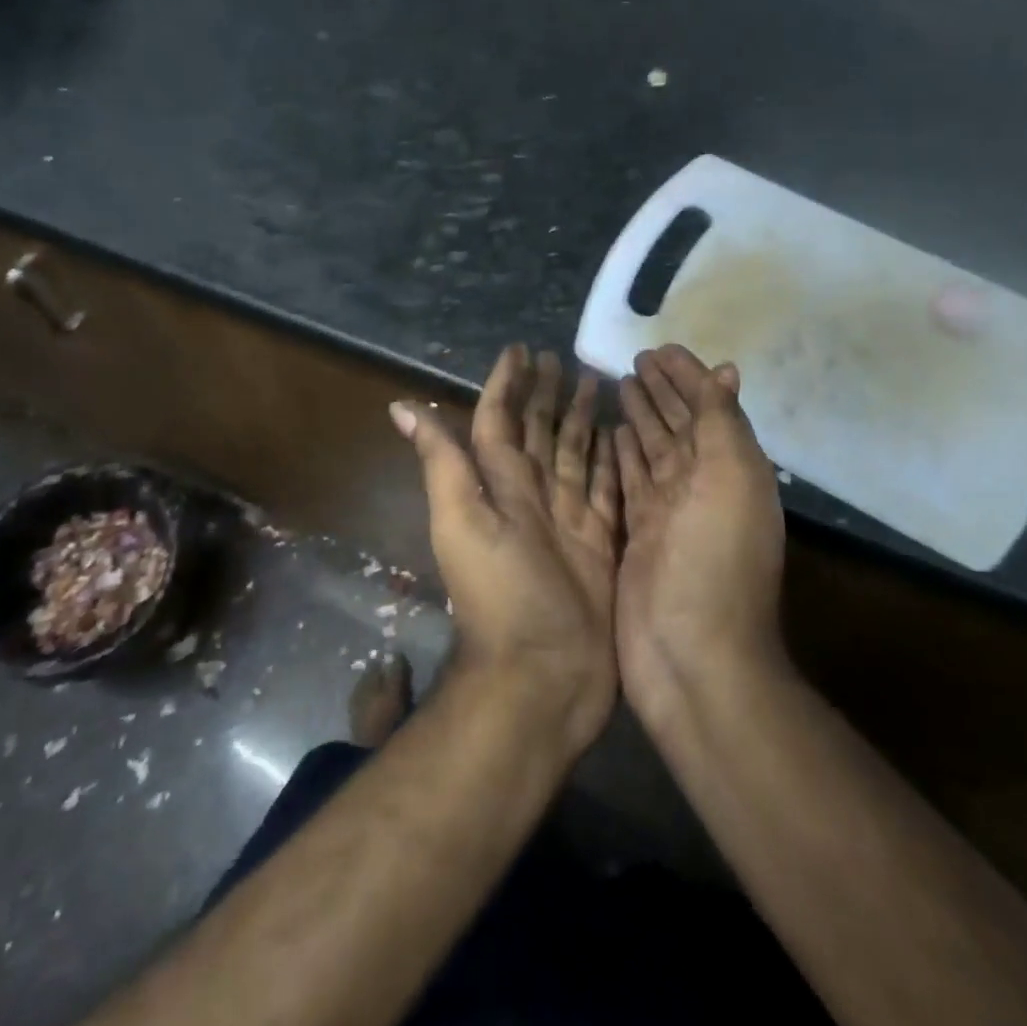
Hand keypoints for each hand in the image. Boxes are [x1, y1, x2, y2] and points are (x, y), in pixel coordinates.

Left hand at [391, 345, 620, 762]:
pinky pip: (608, 488)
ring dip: (582, 420)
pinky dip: (614, 461)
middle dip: (548, 395)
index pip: (501, 421)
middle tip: (563, 359)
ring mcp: (570, 519)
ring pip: (576, 454)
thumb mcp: (462, 522)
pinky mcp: (602, 542)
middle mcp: (534, 496)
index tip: (521, 349)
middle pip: (541, 432)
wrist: (543, 675)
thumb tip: (401, 407)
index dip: (508, 384)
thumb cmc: (501, 595)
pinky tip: (625, 436)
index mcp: (500, 486)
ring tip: (597, 383)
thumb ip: (441, 463)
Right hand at [616, 345, 787, 730]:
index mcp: (728, 469)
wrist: (691, 657)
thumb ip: (722, 424)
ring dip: (640, 418)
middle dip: (661, 391)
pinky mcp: (636, 537)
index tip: (659, 348)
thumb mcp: (730, 480)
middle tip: (633, 361)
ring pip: (652, 451)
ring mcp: (666, 514)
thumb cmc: (715, 561)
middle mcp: (699, 486)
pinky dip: (621, 457)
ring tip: (617, 386)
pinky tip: (608, 436)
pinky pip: (628, 483)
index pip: (705, 408)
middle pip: (677, 426)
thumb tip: (726, 372)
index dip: (686, 376)